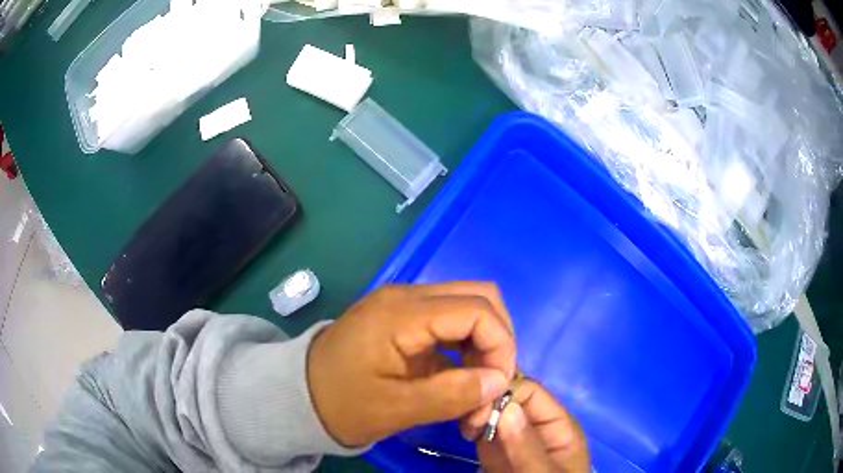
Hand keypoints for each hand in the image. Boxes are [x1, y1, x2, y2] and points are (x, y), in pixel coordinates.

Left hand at [307, 282, 517, 446]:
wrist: (299, 395)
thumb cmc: (341, 404)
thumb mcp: (396, 409)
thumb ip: (452, 395)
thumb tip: (500, 381)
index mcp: (403, 313)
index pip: (478, 310)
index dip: (501, 345)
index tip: (499, 386)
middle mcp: (408, 297)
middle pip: (479, 298)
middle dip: (498, 340)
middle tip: (492, 383)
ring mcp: (404, 305)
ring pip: (468, 308)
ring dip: (484, 345)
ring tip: (477, 388)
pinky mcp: (403, 320)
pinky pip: (450, 323)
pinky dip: (467, 348)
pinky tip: (461, 379)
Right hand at [463, 380, 589, 471]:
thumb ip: (528, 446)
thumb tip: (505, 406)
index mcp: (557, 423)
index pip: (529, 391)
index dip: (503, 392)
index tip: (477, 408)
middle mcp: (534, 425)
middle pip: (507, 398)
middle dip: (485, 403)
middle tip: (468, 426)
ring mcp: (515, 438)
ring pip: (492, 412)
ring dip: (475, 415)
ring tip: (465, 432)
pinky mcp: (497, 451)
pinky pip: (483, 430)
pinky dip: (472, 427)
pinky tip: (464, 434)